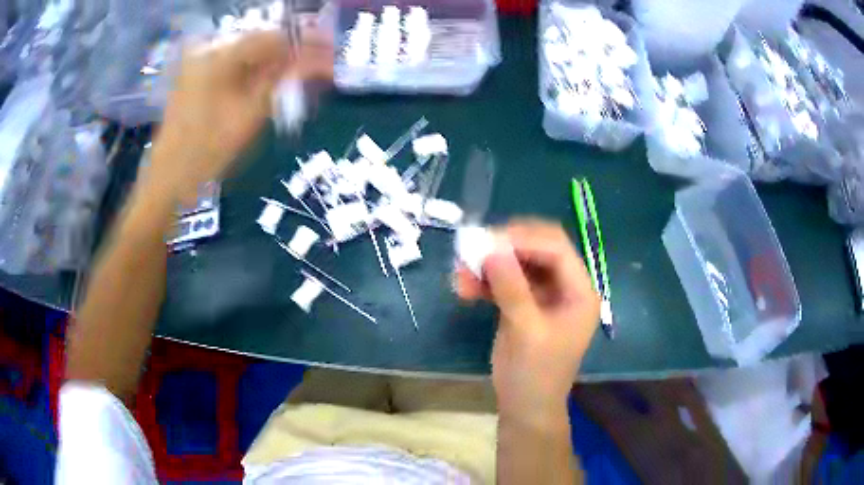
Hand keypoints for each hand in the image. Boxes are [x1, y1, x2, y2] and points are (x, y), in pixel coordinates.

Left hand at [148, 29, 332, 204]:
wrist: (167, 180)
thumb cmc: (206, 151)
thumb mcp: (250, 114)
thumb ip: (283, 79)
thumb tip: (317, 60)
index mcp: (219, 54)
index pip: (272, 38)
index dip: (304, 46)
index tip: (327, 59)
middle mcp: (208, 50)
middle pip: (259, 45)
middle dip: (289, 57)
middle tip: (316, 73)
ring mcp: (198, 64)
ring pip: (247, 57)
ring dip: (273, 68)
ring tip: (297, 84)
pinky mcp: (195, 79)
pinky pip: (232, 69)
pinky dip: (252, 77)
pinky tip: (268, 89)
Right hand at [456, 220, 600, 420]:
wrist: (524, 408)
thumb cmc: (535, 375)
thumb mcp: (526, 332)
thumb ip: (512, 289)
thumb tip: (492, 248)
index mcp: (579, 292)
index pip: (557, 249)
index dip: (525, 239)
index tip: (488, 240)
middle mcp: (565, 287)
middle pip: (537, 250)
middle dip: (504, 248)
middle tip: (472, 250)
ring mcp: (543, 295)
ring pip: (517, 264)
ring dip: (489, 265)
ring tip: (460, 274)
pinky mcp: (523, 304)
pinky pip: (504, 281)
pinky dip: (485, 281)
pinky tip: (464, 288)